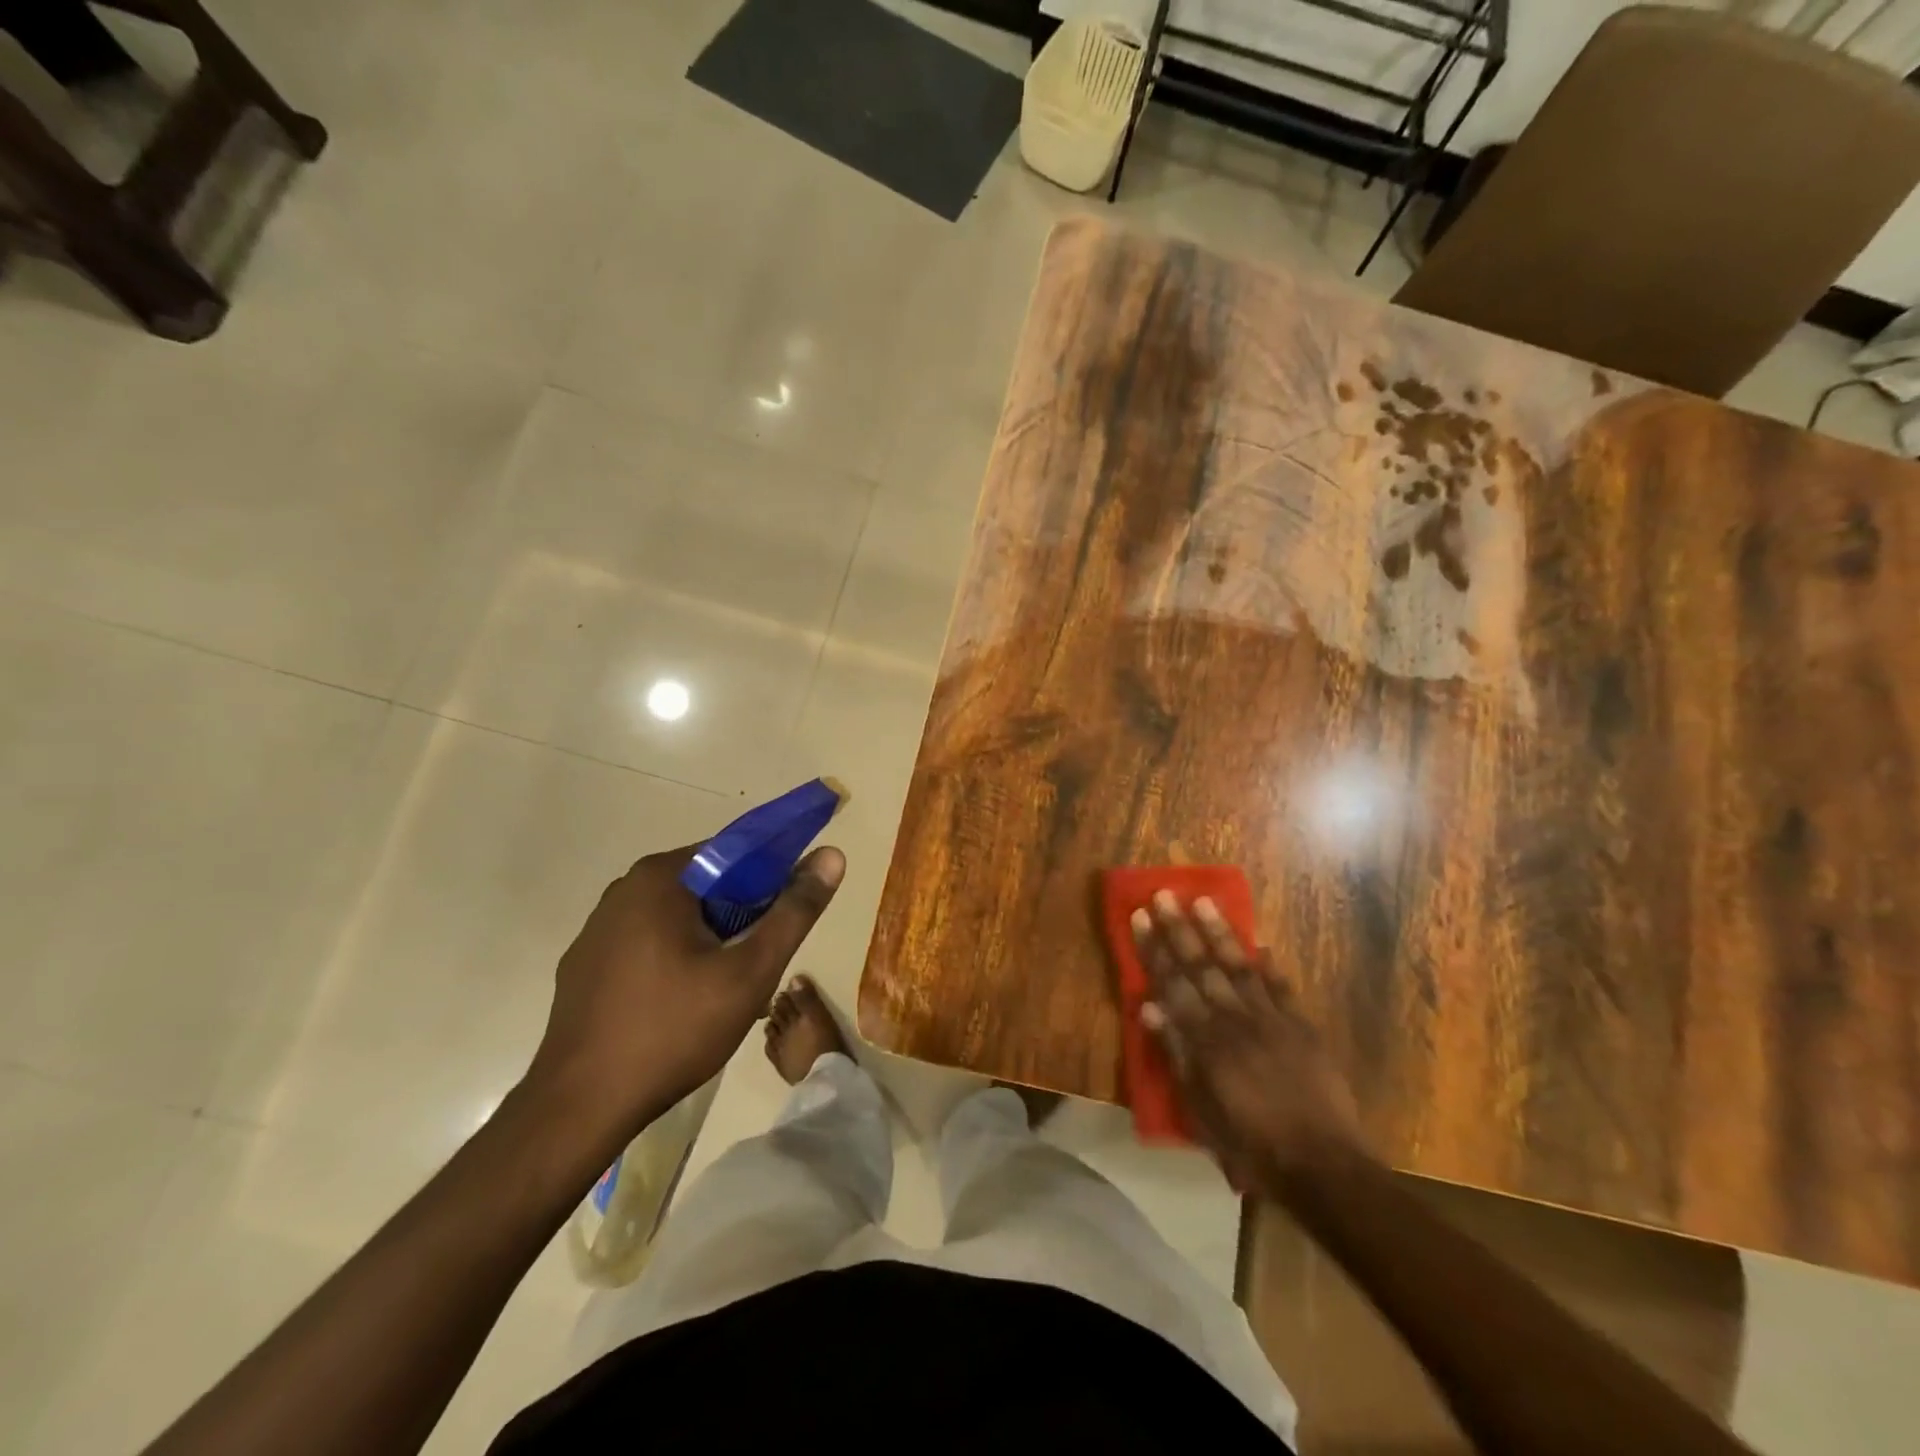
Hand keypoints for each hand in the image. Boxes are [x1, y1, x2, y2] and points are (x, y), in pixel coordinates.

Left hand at [527, 843, 844, 1138]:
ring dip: (710, 941)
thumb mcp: (751, 972)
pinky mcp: (585, 965)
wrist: (580, 1108)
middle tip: (759, 964)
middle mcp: (624, 890)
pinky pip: (646, 944)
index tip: (787, 917)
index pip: (734, 853)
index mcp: (660, 878)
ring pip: (677, 918)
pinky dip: (674, 960)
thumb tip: (832, 855)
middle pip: (705, 886)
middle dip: (741, 917)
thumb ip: (795, 911)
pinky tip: (683, 1006)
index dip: (772, 877)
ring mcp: (598, 929)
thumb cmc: (674, 1030)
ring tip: (727, 991)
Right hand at [1133, 892, 1364, 1183]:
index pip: (1172, 983)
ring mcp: (1272, 1020)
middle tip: (1166, 894)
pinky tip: (1262, 945)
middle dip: (1181, 928)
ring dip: (1220, 933)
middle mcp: (1235, 1019)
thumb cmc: (1250, 1145)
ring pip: (1240, 966)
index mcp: (1206, 1039)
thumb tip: (1148, 1007)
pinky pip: (1282, 989)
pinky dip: (1270, 967)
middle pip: (1202, 966)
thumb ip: (1177, 1053)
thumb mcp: (1200, 1109)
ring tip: (1205, 902)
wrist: (1322, 1167)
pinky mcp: (1302, 1028)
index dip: (1155, 948)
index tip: (1142, 916)